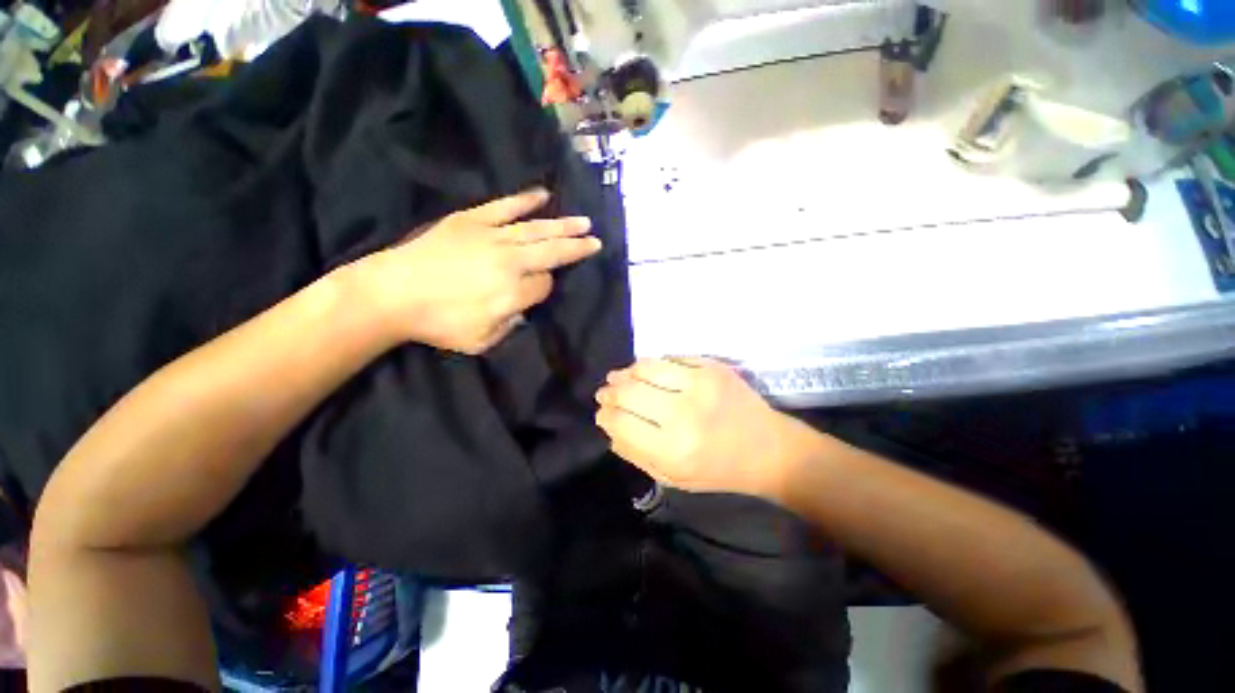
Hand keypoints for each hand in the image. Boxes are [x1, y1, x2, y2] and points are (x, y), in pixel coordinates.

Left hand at [350, 189, 600, 354]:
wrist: (391, 294)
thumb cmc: (437, 324)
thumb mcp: (481, 341)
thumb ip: (511, 325)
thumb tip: (523, 306)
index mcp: (513, 293)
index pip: (545, 285)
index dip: (547, 287)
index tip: (540, 289)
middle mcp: (510, 262)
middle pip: (552, 252)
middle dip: (576, 247)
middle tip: (596, 241)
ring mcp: (491, 237)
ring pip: (537, 229)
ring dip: (563, 226)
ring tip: (584, 221)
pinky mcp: (471, 220)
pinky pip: (504, 207)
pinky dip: (525, 201)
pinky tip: (543, 195)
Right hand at [595, 357, 815, 500]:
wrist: (768, 449)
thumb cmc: (718, 470)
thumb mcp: (674, 478)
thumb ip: (637, 455)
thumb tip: (609, 429)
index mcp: (672, 450)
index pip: (621, 423)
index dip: (605, 416)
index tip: (602, 413)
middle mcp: (683, 414)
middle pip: (628, 392)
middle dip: (610, 392)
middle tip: (605, 392)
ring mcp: (700, 385)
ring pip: (646, 368)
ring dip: (627, 372)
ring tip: (620, 377)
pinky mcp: (712, 368)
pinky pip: (670, 358)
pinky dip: (653, 364)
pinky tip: (647, 371)